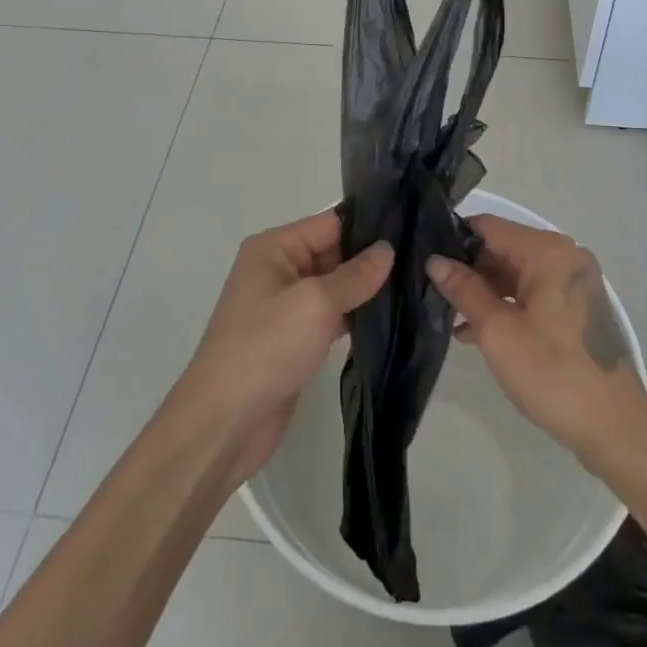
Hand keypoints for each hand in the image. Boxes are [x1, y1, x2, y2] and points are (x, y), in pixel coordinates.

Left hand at [182, 212, 390, 481]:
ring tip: (416, 284)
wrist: (224, 422)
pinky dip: (356, 316)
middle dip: (373, 258)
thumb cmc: (265, 347)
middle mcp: (279, 270)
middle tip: (423, 258)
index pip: (330, 223)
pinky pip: (332, 316)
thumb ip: (355, 275)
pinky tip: (392, 316)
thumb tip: (387, 249)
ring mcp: (286, 306)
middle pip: (334, 252)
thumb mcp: (315, 303)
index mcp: (274, 248)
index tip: (413, 226)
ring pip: (336, 286)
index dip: (370, 225)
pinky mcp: (295, 339)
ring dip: (367, 289)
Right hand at [427, 216, 646, 461]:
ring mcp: (574, 282)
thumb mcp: (498, 331)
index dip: (453, 240)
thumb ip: (464, 290)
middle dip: (468, 269)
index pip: (488, 226)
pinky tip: (476, 331)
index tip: (423, 259)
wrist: (615, 428)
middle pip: (503, 248)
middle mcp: (564, 256)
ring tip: (448, 314)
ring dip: (484, 291)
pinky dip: (507, 306)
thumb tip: (435, 260)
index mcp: (547, 251)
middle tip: (431, 292)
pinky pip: (533, 293)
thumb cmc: (553, 373)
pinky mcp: (577, 307)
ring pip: (516, 273)